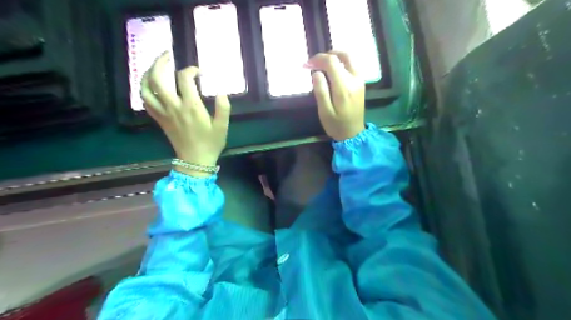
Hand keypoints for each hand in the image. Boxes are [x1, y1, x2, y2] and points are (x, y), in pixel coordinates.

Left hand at [140, 52, 229, 177]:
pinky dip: (145, 90)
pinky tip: (151, 86)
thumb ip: (223, 108)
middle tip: (167, 55)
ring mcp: (163, 113)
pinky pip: (146, 101)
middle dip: (160, 62)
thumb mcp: (222, 127)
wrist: (195, 160)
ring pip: (146, 89)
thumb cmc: (210, 143)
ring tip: (155, 67)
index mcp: (191, 107)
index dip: (190, 70)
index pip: (184, 79)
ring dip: (147, 74)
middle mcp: (173, 106)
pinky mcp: (159, 119)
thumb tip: (222, 91)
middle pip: (157, 78)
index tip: (199, 72)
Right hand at [303, 51, 364, 140]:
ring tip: (321, 65)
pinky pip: (352, 65)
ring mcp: (360, 80)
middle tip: (314, 63)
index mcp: (344, 87)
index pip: (331, 62)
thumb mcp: (324, 112)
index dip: (317, 59)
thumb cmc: (336, 125)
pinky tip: (332, 71)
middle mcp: (355, 80)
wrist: (354, 134)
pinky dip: (341, 62)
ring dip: (334, 57)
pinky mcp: (361, 83)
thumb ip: (320, 91)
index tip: (306, 65)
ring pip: (349, 58)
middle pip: (343, 55)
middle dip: (326, 55)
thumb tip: (316, 72)